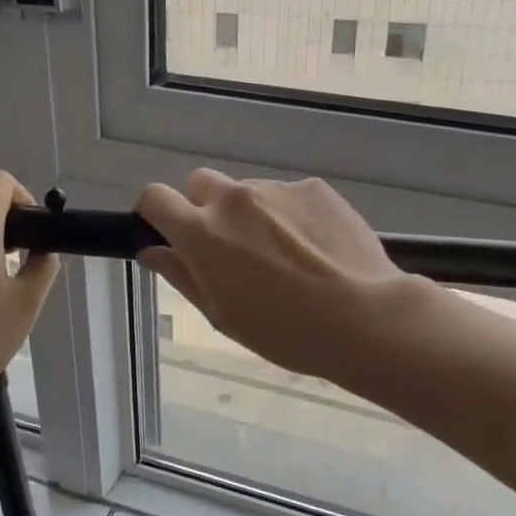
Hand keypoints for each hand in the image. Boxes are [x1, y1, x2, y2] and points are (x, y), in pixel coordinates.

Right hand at [136, 170, 407, 381]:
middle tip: (229, 249)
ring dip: (252, 215)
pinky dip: (289, 216)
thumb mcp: (221, 314)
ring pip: (248, 193)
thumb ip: (181, 275)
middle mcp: (234, 199)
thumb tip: (151, 250)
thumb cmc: (283, 331)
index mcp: (202, 232)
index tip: (168, 234)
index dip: (156, 214)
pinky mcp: (314, 187)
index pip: (155, 197)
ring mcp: (276, 189)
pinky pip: (287, 197)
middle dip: (204, 209)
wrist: (363, 316)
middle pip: (201, 184)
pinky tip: (315, 249)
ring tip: (286, 257)